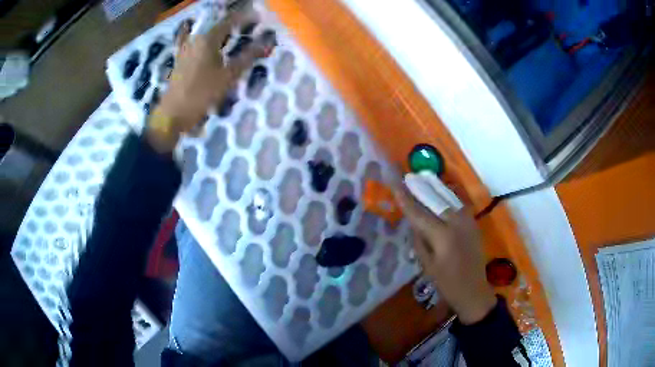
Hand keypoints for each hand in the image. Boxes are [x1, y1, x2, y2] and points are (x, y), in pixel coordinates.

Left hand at [146, 8, 265, 152]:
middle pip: (215, 26)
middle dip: (231, 22)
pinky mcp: (179, 60)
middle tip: (246, 23)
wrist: (172, 115)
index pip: (229, 22)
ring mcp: (184, 50)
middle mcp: (194, 40)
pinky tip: (195, 36)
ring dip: (215, 29)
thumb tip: (267, 42)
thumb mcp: (227, 77)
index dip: (244, 17)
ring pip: (202, 33)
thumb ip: (247, 57)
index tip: (258, 15)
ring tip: (227, 30)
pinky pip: (188, 42)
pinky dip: (195, 37)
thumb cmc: (201, 94)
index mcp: (207, 40)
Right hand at [395, 188, 495, 323]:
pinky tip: (441, 191)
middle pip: (435, 199)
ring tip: (422, 178)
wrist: (474, 291)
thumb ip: (419, 240)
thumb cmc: (447, 283)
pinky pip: (459, 205)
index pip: (419, 213)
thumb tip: (413, 222)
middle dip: (420, 187)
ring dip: (435, 188)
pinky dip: (448, 196)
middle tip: (407, 176)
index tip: (394, 183)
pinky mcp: (473, 223)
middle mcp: (456, 223)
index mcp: (442, 236)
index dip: (405, 198)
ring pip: (449, 198)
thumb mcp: (427, 265)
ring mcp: (468, 221)